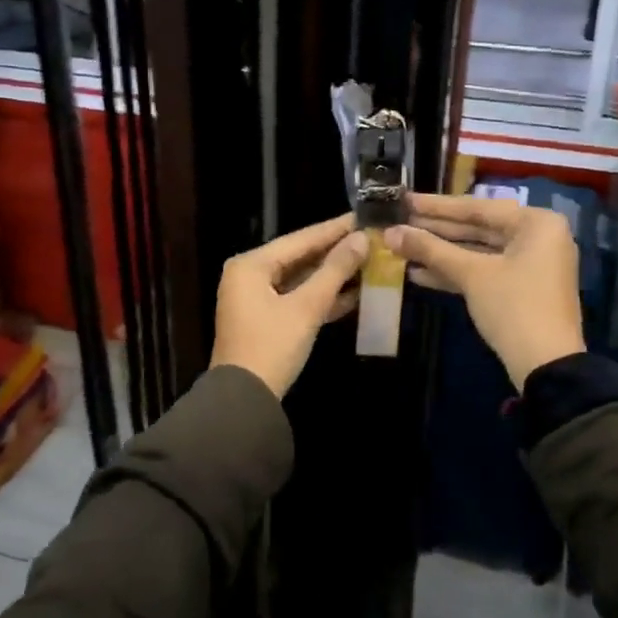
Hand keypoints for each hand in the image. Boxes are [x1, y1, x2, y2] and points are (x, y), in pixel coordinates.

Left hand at [209, 214, 369, 397]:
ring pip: (301, 279)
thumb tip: (361, 239)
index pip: (301, 238)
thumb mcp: (306, 307)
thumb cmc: (272, 346)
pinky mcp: (267, 320)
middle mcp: (250, 275)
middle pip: (300, 256)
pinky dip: (322, 296)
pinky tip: (355, 292)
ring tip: (370, 260)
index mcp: (251, 265)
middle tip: (371, 237)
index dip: (335, 229)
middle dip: (336, 251)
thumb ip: (334, 270)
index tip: (364, 216)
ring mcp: (257, 298)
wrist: (245, 401)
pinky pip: (298, 298)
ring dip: (333, 275)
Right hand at [384, 194, 585, 390]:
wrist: (548, 367)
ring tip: (402, 247)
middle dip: (436, 230)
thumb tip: (391, 233)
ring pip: (479, 251)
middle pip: (478, 228)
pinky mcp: (522, 288)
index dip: (436, 206)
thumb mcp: (471, 275)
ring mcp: (531, 264)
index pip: (477, 208)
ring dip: (441, 253)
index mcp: (536, 223)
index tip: (404, 200)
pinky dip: (456, 272)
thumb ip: (430, 249)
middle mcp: (538, 237)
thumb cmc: (514, 307)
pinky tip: (419, 273)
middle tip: (399, 221)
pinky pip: (485, 271)